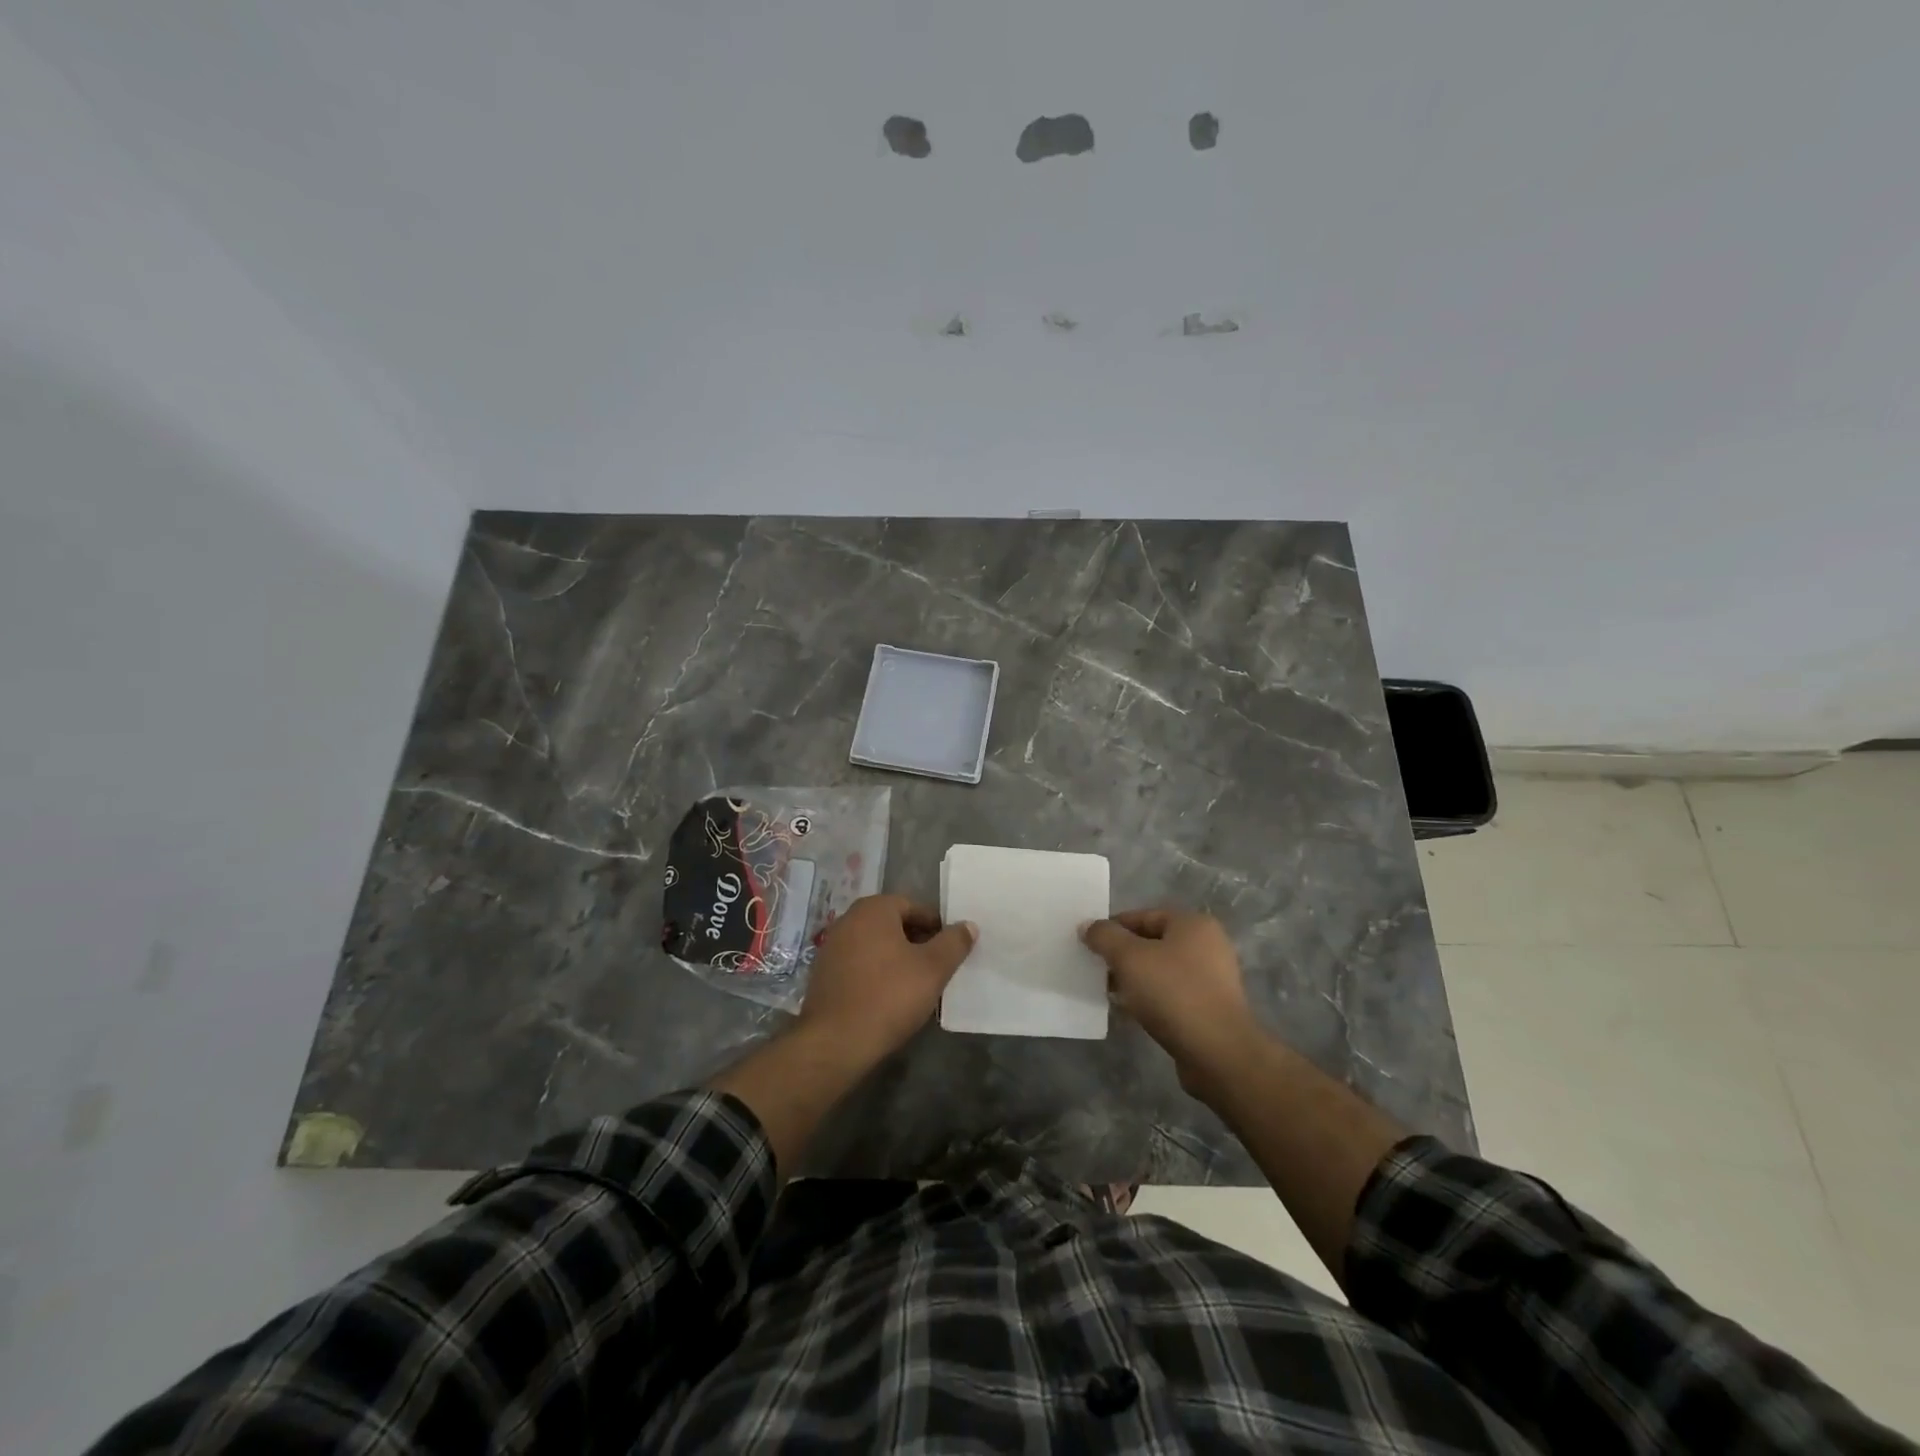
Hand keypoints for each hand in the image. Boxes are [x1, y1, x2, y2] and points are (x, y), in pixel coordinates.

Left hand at [797, 895, 975, 1065]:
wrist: (835, 1042)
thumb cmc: (889, 996)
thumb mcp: (933, 969)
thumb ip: (954, 943)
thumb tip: (968, 925)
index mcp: (874, 909)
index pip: (914, 906)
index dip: (936, 926)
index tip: (950, 950)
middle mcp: (848, 919)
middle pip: (893, 924)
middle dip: (916, 942)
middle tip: (936, 967)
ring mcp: (831, 947)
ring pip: (875, 945)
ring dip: (896, 958)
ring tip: (915, 984)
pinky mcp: (822, 974)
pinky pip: (858, 964)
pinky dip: (875, 973)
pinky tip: (887, 997)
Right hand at [1082, 908, 1263, 1099]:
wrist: (1218, 1053)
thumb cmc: (1173, 993)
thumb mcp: (1129, 958)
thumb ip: (1105, 937)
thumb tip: (1087, 925)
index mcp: (1193, 924)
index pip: (1143, 916)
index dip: (1113, 928)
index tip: (1089, 946)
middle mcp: (1207, 946)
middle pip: (1152, 942)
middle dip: (1122, 956)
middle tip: (1096, 970)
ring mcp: (1212, 979)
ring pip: (1161, 970)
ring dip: (1134, 979)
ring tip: (1110, 993)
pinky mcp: (1209, 1008)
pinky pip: (1171, 994)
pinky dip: (1150, 999)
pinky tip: (1131, 1012)